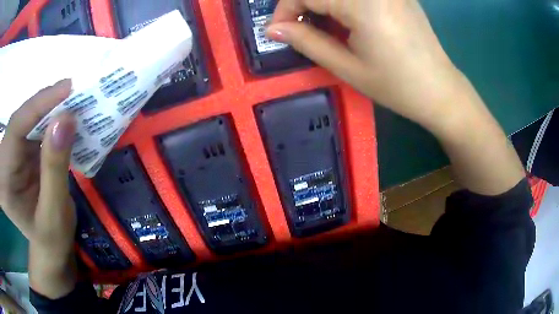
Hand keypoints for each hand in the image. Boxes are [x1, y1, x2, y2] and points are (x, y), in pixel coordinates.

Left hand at [0, 79, 77, 297]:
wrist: (49, 246)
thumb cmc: (50, 239)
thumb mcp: (53, 212)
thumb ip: (55, 169)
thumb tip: (65, 119)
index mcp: (4, 178)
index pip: (16, 127)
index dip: (39, 104)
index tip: (67, 88)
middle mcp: (5, 157)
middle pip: (22, 117)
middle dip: (47, 104)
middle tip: (75, 93)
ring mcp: (13, 151)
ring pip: (30, 117)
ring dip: (52, 109)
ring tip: (75, 102)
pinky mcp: (23, 148)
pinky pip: (36, 125)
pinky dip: (53, 120)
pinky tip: (66, 119)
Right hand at [268, 0, 524, 194]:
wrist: (440, 91)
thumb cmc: (397, 86)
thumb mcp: (347, 68)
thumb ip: (306, 41)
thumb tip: (274, 29)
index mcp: (362, 3)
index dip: (284, 9)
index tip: (278, 31)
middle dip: (299, 3)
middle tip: (297, 27)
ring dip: (320, 3)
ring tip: (318, 24)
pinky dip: (340, 2)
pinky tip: (343, 18)